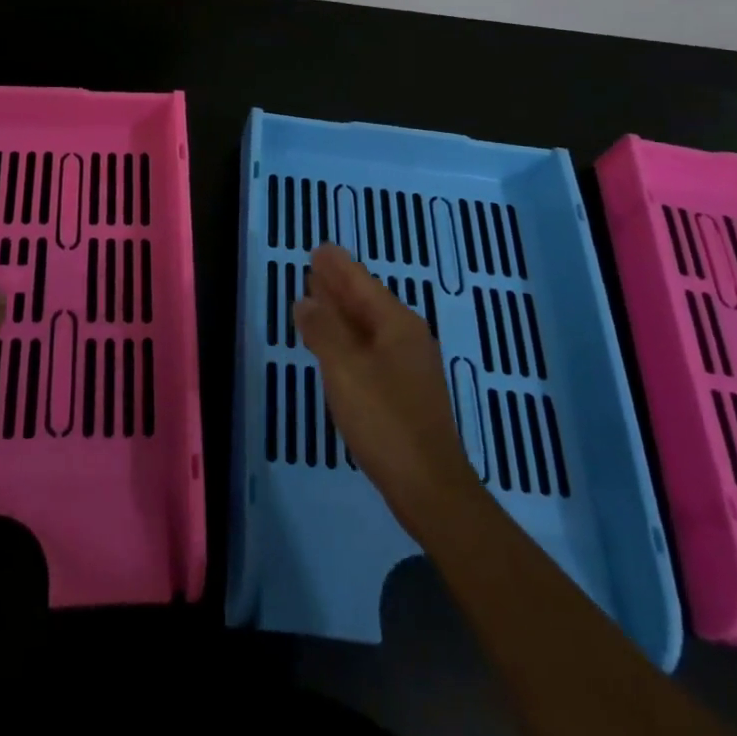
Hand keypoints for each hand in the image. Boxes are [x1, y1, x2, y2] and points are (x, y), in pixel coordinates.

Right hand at [293, 243, 481, 543]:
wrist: (430, 488)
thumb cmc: (385, 420)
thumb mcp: (345, 369)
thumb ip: (324, 330)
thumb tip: (306, 300)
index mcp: (397, 324)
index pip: (362, 283)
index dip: (338, 266)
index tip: (319, 248)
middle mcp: (407, 338)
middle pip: (367, 301)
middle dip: (340, 284)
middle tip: (314, 265)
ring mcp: (409, 366)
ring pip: (369, 326)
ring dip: (342, 311)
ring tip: (317, 296)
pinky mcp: (404, 392)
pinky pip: (370, 348)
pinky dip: (348, 337)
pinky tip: (334, 345)